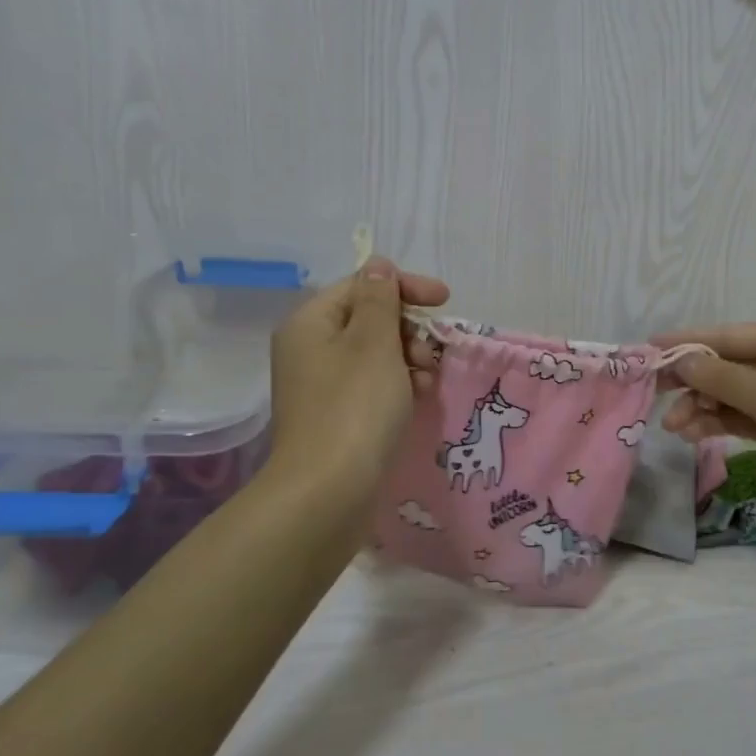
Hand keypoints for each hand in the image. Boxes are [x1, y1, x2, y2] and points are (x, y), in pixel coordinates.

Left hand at [262, 257, 448, 525]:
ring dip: (409, 359)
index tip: (445, 300)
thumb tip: (377, 265)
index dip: (405, 288)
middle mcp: (309, 349)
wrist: (328, 491)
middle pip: (368, 320)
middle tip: (431, 353)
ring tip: (427, 382)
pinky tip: (417, 401)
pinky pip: (372, 385)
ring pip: (375, 355)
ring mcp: (320, 386)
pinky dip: (398, 385)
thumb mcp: (374, 343)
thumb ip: (380, 299)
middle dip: (409, 330)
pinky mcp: (335, 416)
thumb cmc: (355, 407)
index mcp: (310, 323)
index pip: (362, 286)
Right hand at [654, 320, 755, 519]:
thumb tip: (681, 359)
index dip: (686, 342)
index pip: (727, 335)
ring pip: (732, 394)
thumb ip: (720, 376)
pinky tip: (694, 434)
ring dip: (703, 407)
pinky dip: (720, 423)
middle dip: (693, 382)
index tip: (648, 349)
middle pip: (727, 364)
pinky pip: (744, 416)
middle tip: (655, 396)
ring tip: (675, 429)